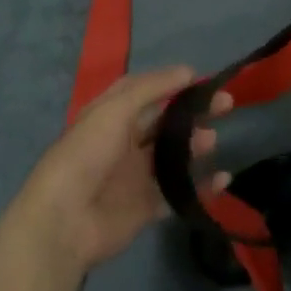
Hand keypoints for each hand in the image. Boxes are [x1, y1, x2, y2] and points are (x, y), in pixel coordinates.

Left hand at [9, 66, 231, 276]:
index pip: (144, 92)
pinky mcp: (144, 208)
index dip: (171, 83)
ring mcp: (134, 177)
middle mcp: (123, 143)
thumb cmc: (88, 154)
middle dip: (192, 113)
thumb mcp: (115, 110)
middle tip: (225, 105)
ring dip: (194, 147)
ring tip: (212, 141)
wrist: (65, 220)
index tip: (202, 80)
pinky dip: (201, 187)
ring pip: (172, 157)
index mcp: (110, 117)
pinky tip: (222, 179)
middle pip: (164, 124)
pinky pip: (178, 193)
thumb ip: (152, 89)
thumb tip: (187, 71)